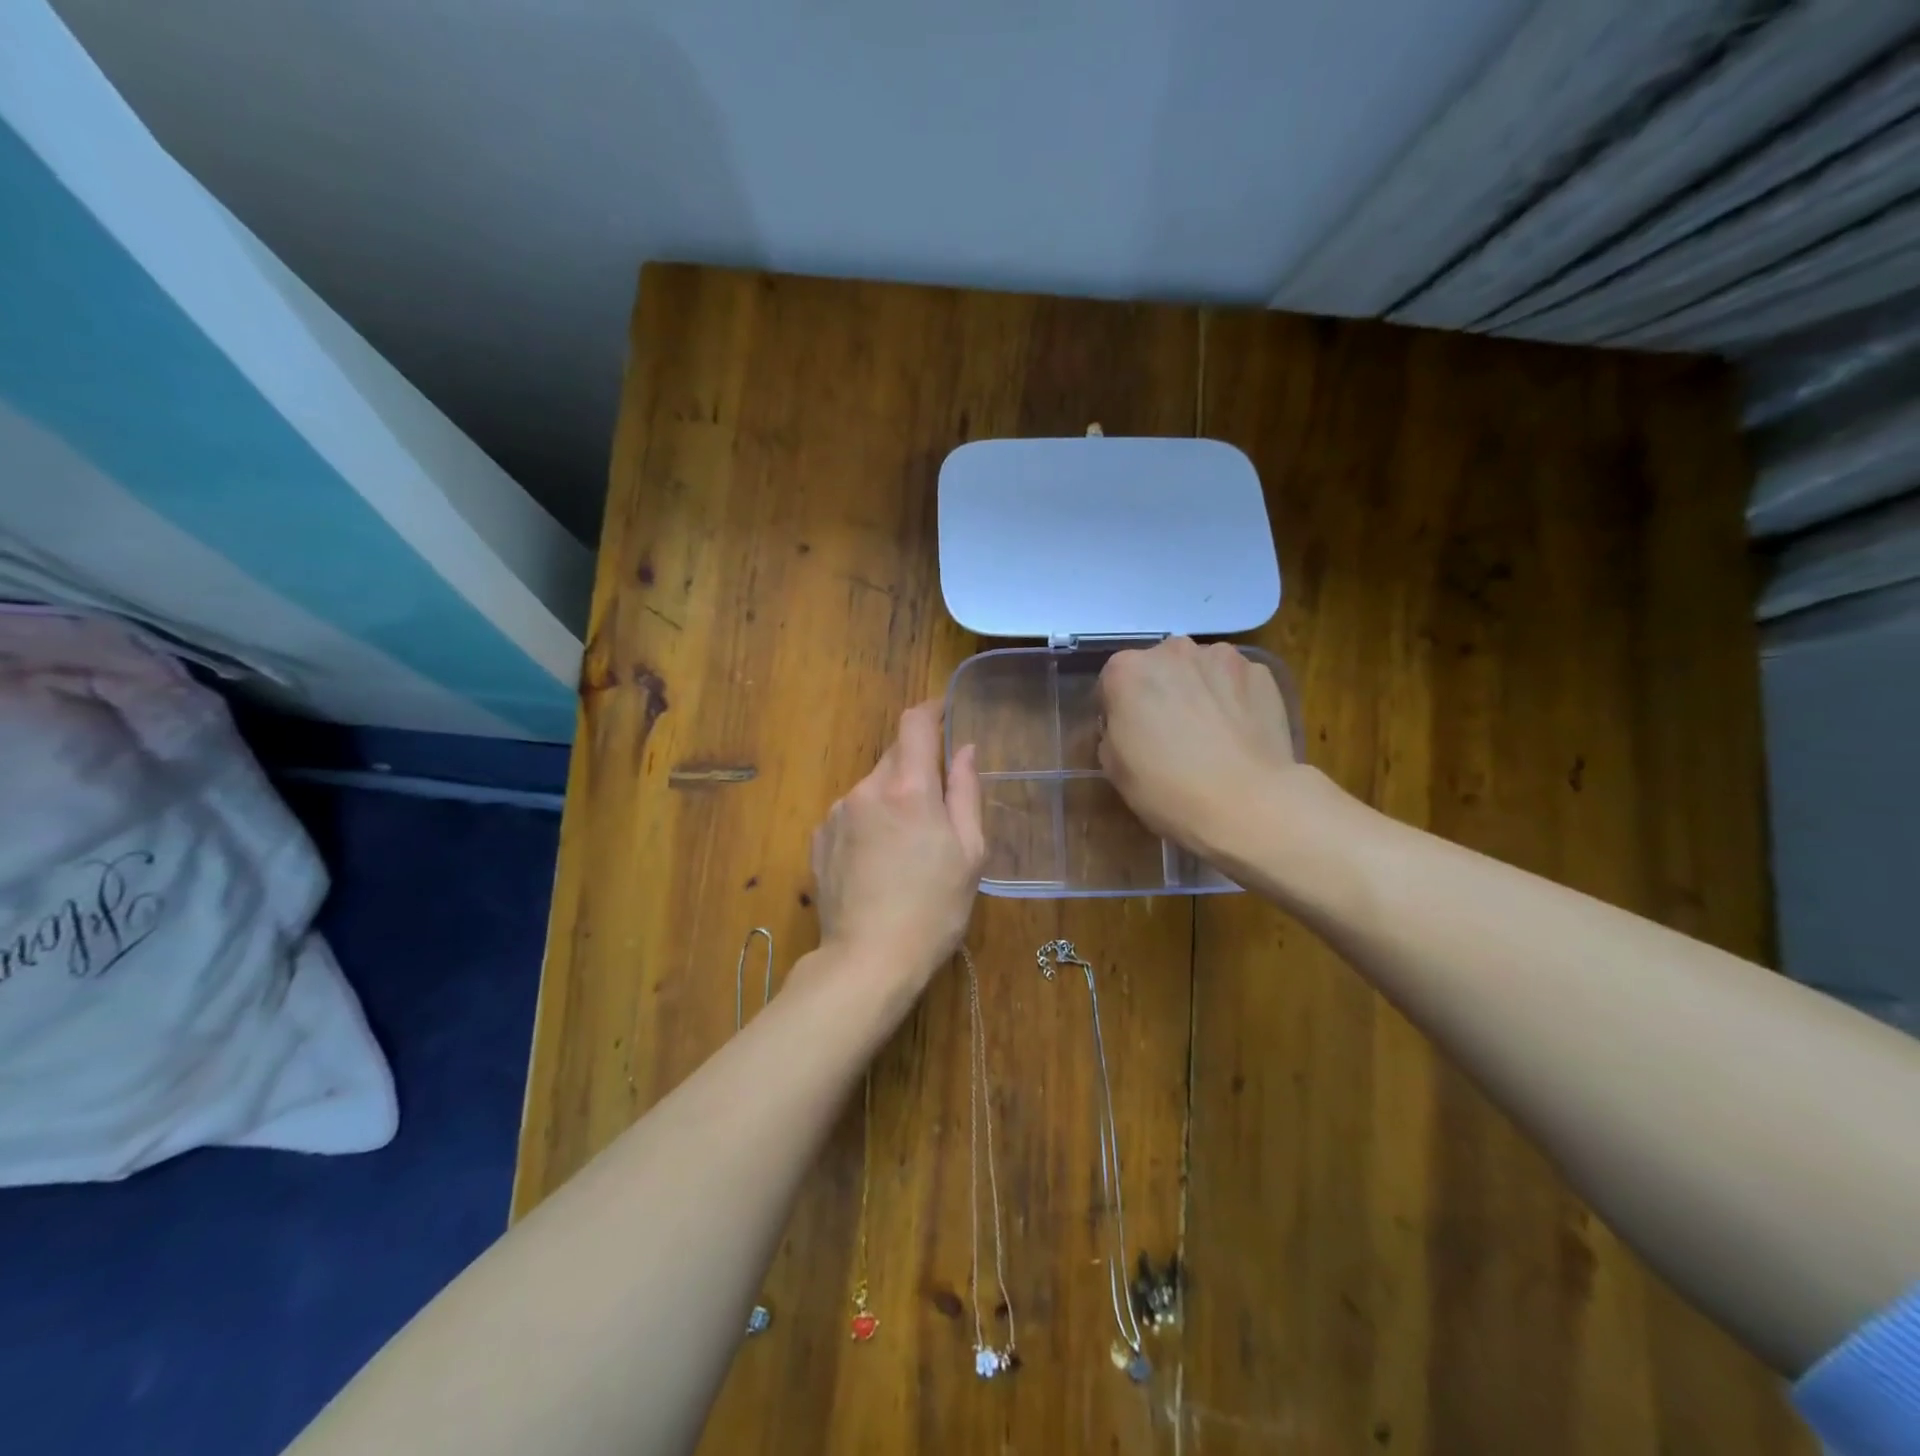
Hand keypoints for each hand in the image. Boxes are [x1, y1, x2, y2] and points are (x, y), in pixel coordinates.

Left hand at [809, 701, 985, 986]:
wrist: (868, 960)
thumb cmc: (934, 909)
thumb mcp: (970, 853)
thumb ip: (966, 792)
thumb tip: (964, 749)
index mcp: (909, 788)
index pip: (914, 723)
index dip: (931, 710)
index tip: (944, 715)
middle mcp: (866, 789)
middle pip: (895, 755)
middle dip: (917, 766)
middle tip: (938, 804)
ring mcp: (836, 813)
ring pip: (872, 786)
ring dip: (892, 797)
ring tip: (906, 846)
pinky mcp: (819, 838)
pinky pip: (851, 812)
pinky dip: (868, 821)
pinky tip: (878, 861)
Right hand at [1096, 637, 1302, 851]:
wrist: (1247, 804)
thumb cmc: (1167, 788)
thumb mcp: (1115, 768)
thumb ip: (1114, 731)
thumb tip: (1130, 725)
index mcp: (1127, 670)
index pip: (1112, 681)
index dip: (1118, 710)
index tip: (1129, 736)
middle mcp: (1172, 651)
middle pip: (1158, 667)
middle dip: (1160, 692)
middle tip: (1169, 733)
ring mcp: (1221, 657)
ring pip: (1199, 670)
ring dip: (1197, 690)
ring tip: (1209, 733)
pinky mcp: (1261, 673)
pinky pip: (1235, 681)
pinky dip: (1233, 698)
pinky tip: (1238, 733)